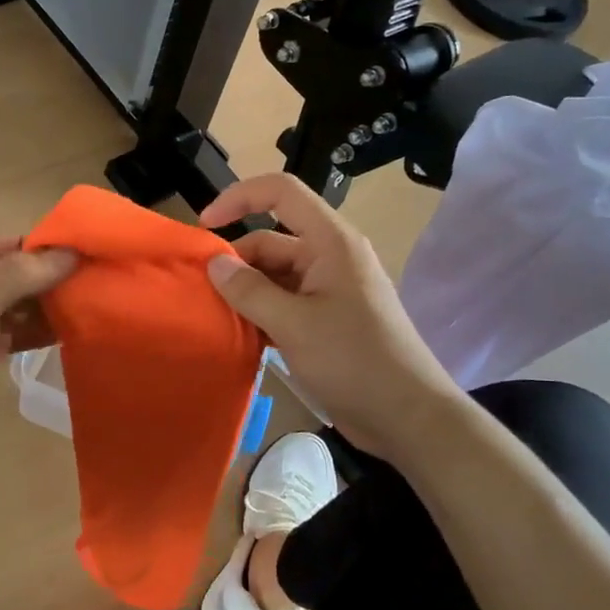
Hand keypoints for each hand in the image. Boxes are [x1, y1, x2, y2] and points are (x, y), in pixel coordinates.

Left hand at [0, 239, 76, 478]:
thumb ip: (17, 277)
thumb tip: (69, 252)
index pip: (18, 244)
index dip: (56, 250)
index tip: (98, 261)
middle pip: (22, 274)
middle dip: (58, 282)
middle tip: (104, 294)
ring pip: (21, 306)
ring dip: (51, 310)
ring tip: (94, 316)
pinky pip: (14, 334)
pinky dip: (36, 335)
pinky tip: (67, 341)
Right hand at [200, 174, 460, 467]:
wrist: (407, 416)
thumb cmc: (353, 361)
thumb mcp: (294, 324)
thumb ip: (250, 291)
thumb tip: (214, 263)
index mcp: (331, 242)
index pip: (281, 193)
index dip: (239, 197)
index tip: (204, 226)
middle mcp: (330, 257)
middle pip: (271, 240)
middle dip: (236, 261)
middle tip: (202, 293)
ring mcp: (330, 290)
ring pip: (275, 275)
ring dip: (246, 291)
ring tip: (214, 316)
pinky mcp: (327, 320)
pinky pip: (285, 302)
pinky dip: (261, 312)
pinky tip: (239, 334)